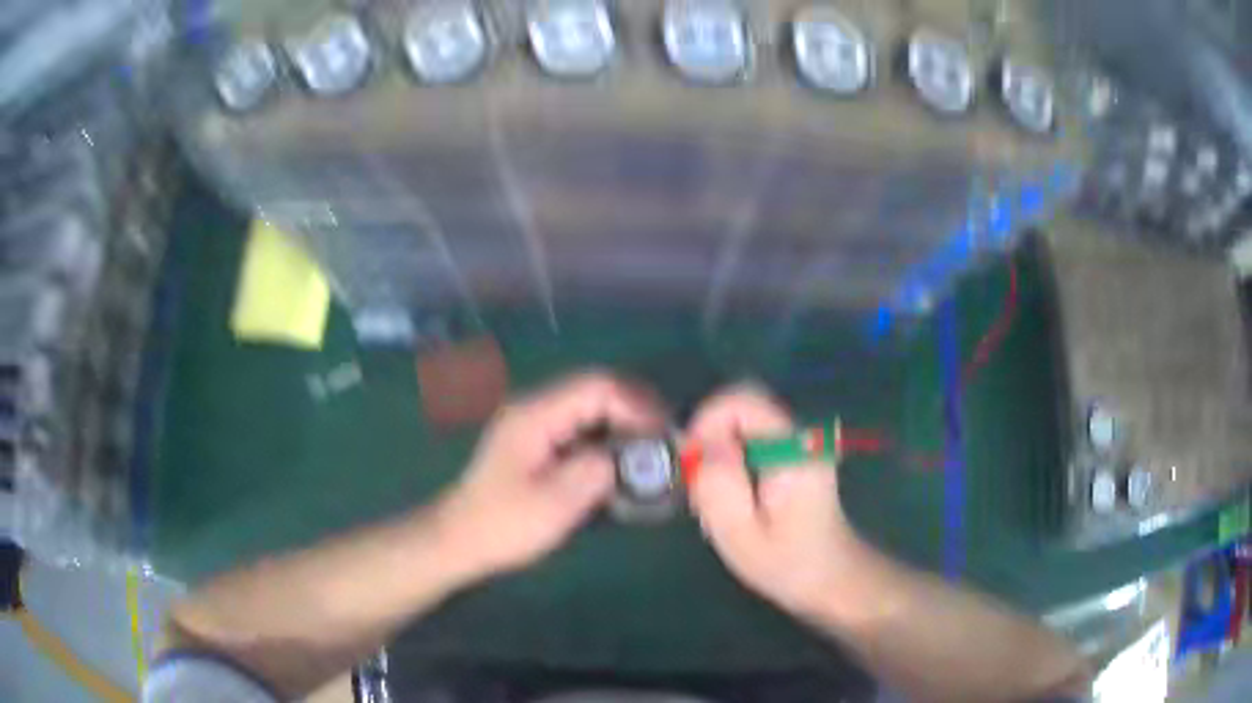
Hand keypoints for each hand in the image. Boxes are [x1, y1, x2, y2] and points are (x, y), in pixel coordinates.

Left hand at [434, 372, 665, 582]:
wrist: (460, 538)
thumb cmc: (503, 524)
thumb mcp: (553, 505)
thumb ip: (595, 473)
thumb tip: (628, 457)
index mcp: (536, 415)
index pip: (596, 387)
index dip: (636, 404)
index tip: (663, 434)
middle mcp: (535, 408)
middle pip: (595, 390)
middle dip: (635, 411)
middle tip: (665, 441)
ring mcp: (534, 423)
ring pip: (589, 408)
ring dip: (622, 424)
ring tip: (651, 451)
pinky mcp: (536, 442)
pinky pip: (580, 427)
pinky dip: (607, 438)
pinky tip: (621, 462)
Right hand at [685, 385, 863, 616]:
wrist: (830, 576)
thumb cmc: (786, 562)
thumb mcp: (739, 533)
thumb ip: (718, 484)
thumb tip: (700, 443)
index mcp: (792, 448)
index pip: (740, 400)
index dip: (706, 422)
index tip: (692, 464)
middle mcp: (801, 433)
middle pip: (739, 410)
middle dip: (709, 442)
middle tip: (700, 489)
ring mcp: (801, 441)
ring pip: (741, 424)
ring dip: (719, 456)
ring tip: (716, 503)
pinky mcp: (795, 452)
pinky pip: (752, 439)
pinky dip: (732, 462)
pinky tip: (734, 500)